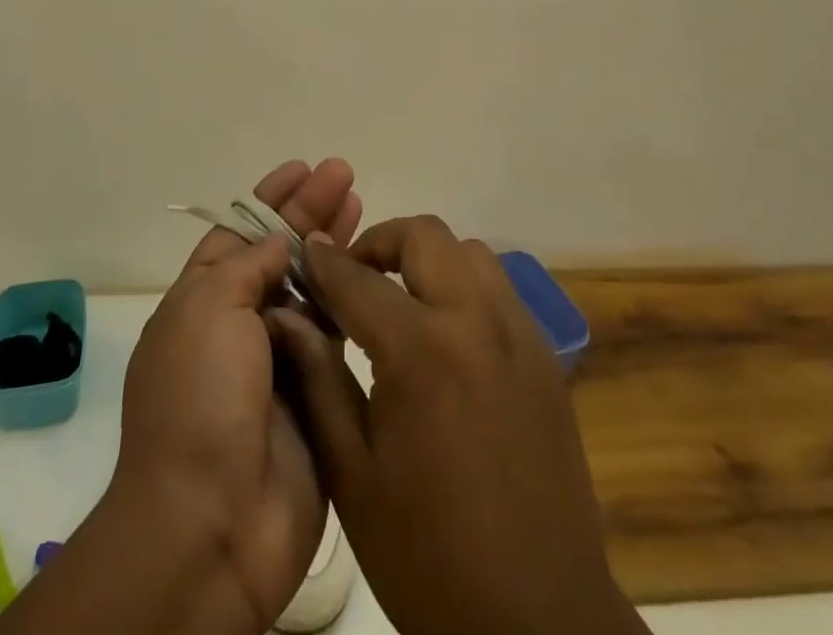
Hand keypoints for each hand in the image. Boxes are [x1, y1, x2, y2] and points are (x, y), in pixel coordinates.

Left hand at [111, 159, 362, 633]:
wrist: (212, 522)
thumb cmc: (200, 398)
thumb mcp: (208, 308)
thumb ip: (247, 264)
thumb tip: (278, 244)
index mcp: (201, 301)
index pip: (239, 233)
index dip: (270, 198)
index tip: (303, 167)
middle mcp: (240, 324)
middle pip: (280, 252)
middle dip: (310, 211)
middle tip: (346, 175)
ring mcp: (279, 359)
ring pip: (312, 287)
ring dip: (333, 246)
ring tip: (361, 204)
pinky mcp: (318, 393)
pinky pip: (336, 334)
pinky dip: (349, 298)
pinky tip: (371, 268)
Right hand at [270, 216, 648, 634]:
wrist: (539, 622)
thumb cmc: (428, 555)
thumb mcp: (352, 474)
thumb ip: (318, 379)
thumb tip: (288, 313)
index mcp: (421, 352)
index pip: (359, 278)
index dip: (324, 260)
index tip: (304, 250)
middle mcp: (476, 322)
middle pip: (425, 235)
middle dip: (380, 242)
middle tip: (354, 276)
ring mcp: (519, 334)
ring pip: (469, 252)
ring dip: (428, 258)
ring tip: (400, 300)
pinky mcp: (545, 356)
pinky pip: (499, 288)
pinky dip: (464, 285)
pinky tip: (446, 334)